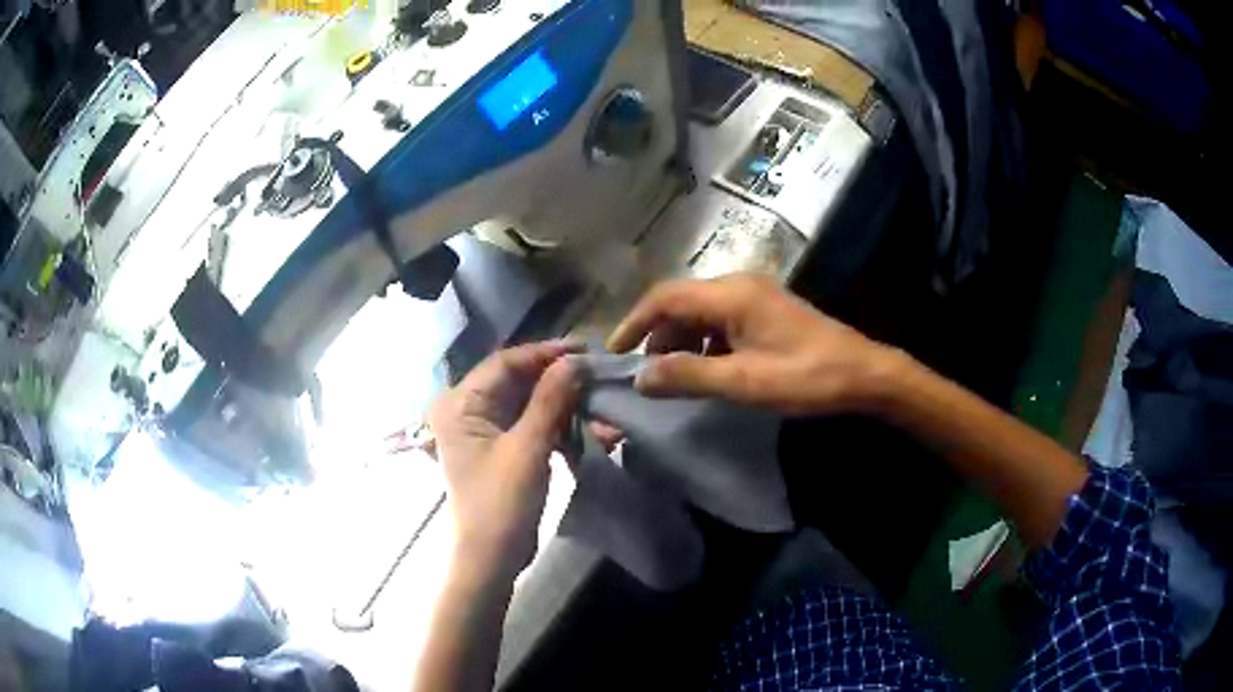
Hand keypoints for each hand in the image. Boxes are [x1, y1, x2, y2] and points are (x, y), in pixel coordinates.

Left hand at [428, 342, 579, 579]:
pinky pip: (534, 428)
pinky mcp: (504, 451)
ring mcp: (486, 432)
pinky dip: (562, 429)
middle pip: (520, 383)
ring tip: (605, 410)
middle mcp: (469, 410)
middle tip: (600, 377)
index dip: (545, 354)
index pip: (505, 363)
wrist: (491, 559)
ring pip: (531, 406)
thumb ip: (550, 400)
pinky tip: (595, 433)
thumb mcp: (528, 448)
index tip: (586, 350)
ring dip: (568, 408)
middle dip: (561, 383)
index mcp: (461, 403)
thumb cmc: (501, 503)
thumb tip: (575, 361)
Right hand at [607, 274, 894, 414]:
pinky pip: (722, 321)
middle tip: (646, 374)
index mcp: (731, 294)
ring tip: (673, 377)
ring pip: (701, 313)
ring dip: (681, 341)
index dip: (634, 322)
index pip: (665, 297)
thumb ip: (689, 375)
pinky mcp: (766, 311)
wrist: (863, 373)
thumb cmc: (805, 377)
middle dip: (658, 336)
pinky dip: (705, 344)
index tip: (615, 353)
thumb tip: (642, 377)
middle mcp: (739, 285)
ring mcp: (755, 297)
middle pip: (681, 303)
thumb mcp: (744, 382)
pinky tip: (708, 370)